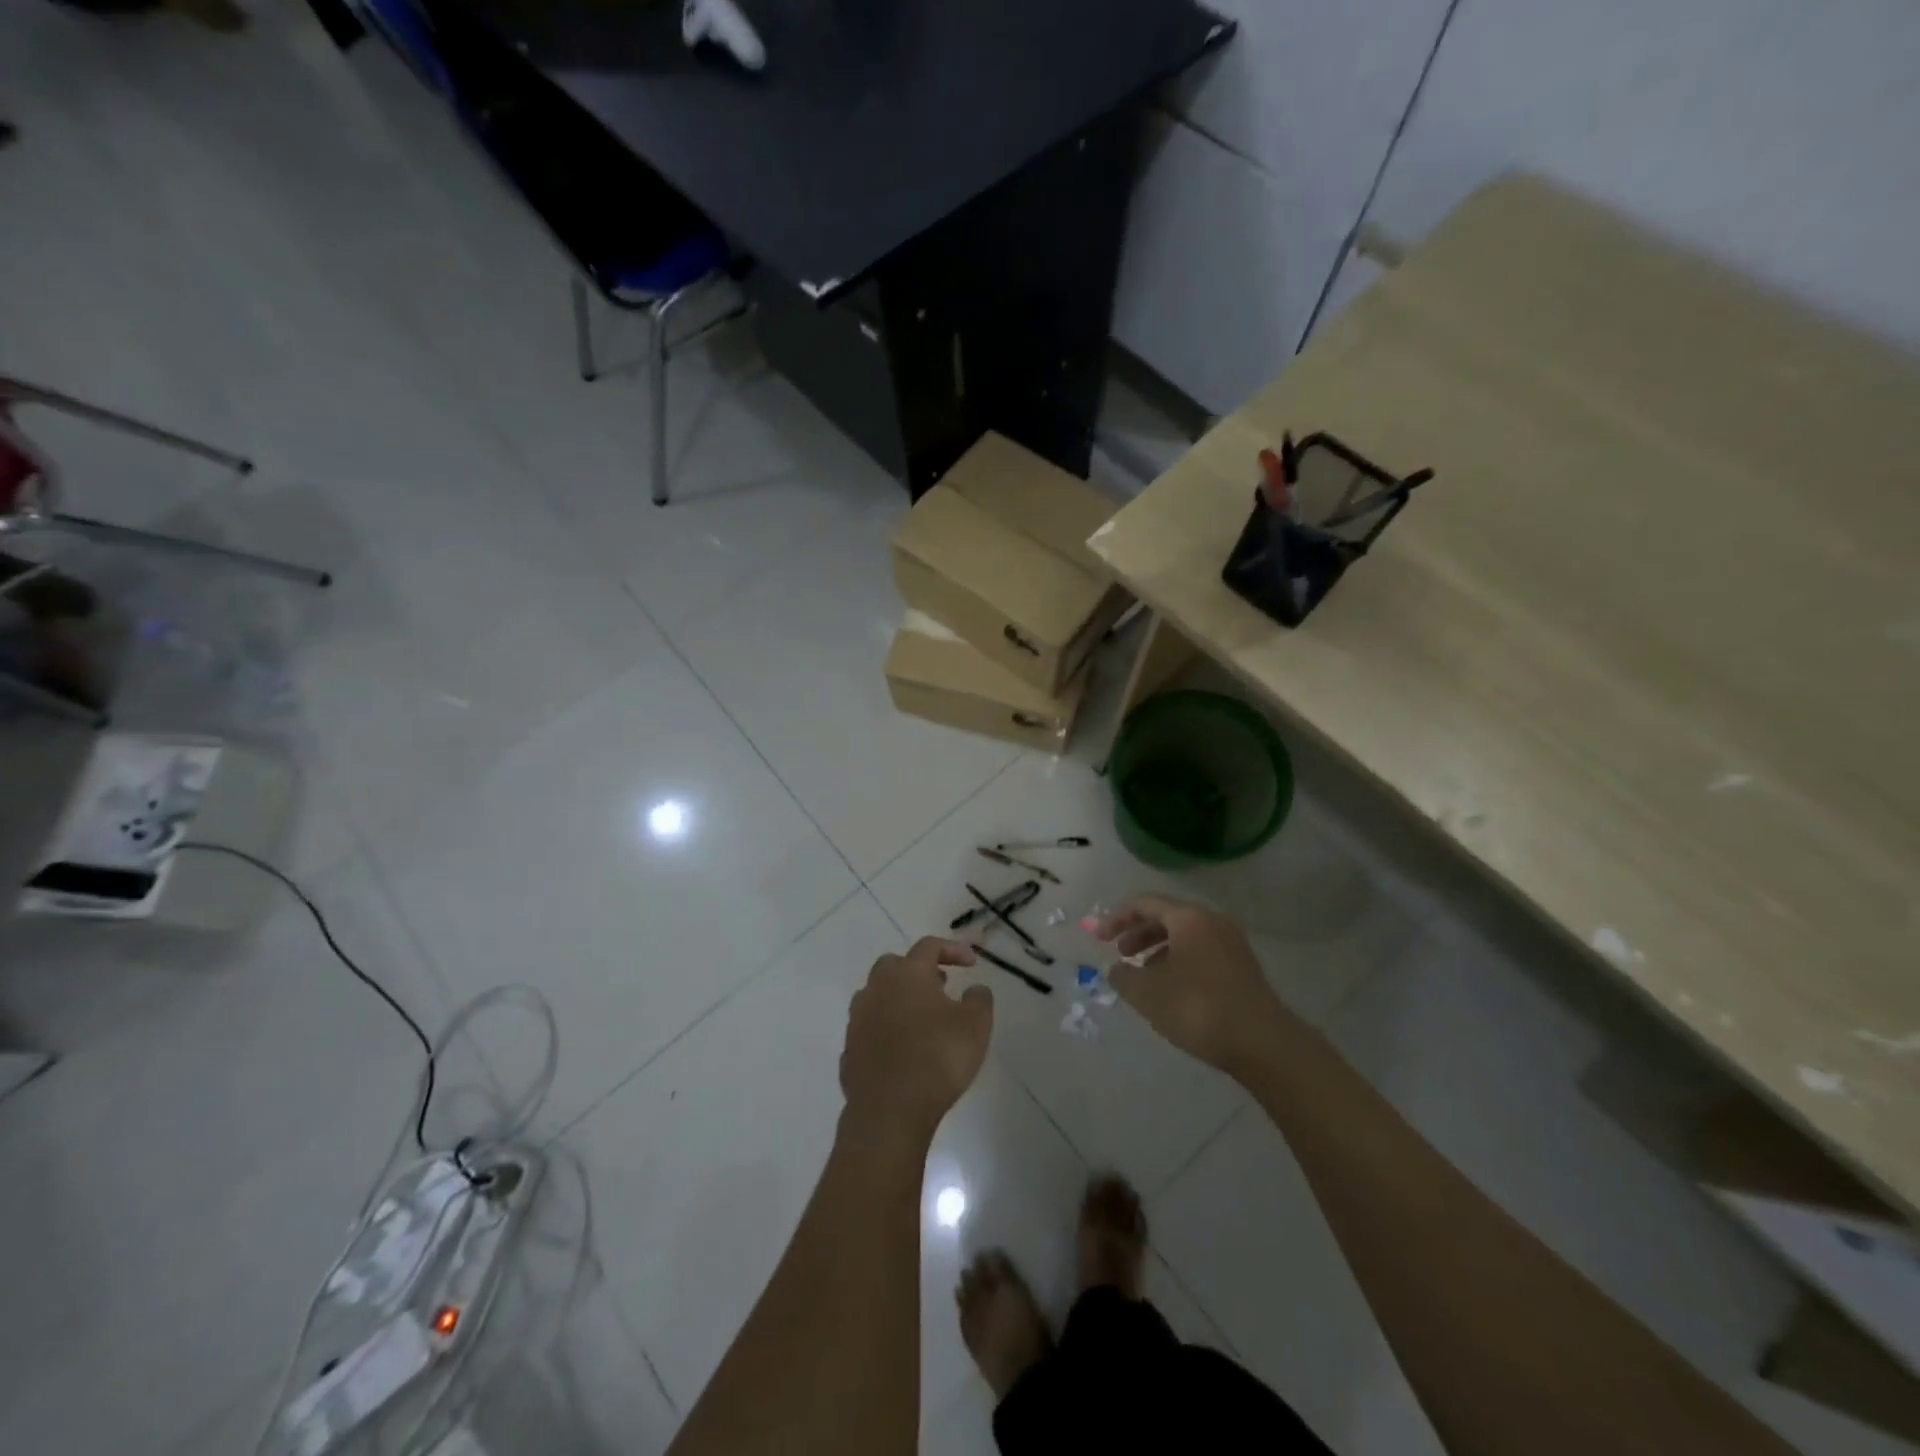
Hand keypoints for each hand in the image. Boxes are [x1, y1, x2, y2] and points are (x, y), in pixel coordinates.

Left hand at [840, 937, 993, 1148]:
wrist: (889, 1111)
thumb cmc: (937, 1058)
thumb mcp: (976, 1025)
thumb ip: (979, 999)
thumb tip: (975, 988)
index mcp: (906, 974)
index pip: (929, 946)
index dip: (953, 950)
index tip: (972, 963)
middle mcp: (876, 989)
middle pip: (894, 966)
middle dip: (918, 971)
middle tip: (940, 986)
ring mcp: (858, 1020)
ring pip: (878, 996)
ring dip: (900, 1000)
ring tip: (923, 1019)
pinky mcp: (850, 1050)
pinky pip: (871, 1029)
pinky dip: (887, 1030)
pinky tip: (904, 1049)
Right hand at [1100, 894, 1286, 1074]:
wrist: (1262, 1043)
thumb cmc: (1198, 1009)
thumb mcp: (1148, 994)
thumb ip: (1124, 976)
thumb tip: (1117, 969)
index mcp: (1188, 918)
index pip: (1144, 904)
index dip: (1116, 918)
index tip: (1098, 938)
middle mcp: (1211, 921)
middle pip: (1166, 916)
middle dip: (1138, 932)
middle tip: (1119, 953)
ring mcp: (1231, 943)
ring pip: (1184, 934)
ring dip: (1157, 948)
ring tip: (1141, 972)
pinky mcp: (1241, 966)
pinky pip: (1200, 950)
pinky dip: (1178, 959)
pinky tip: (1170, 986)